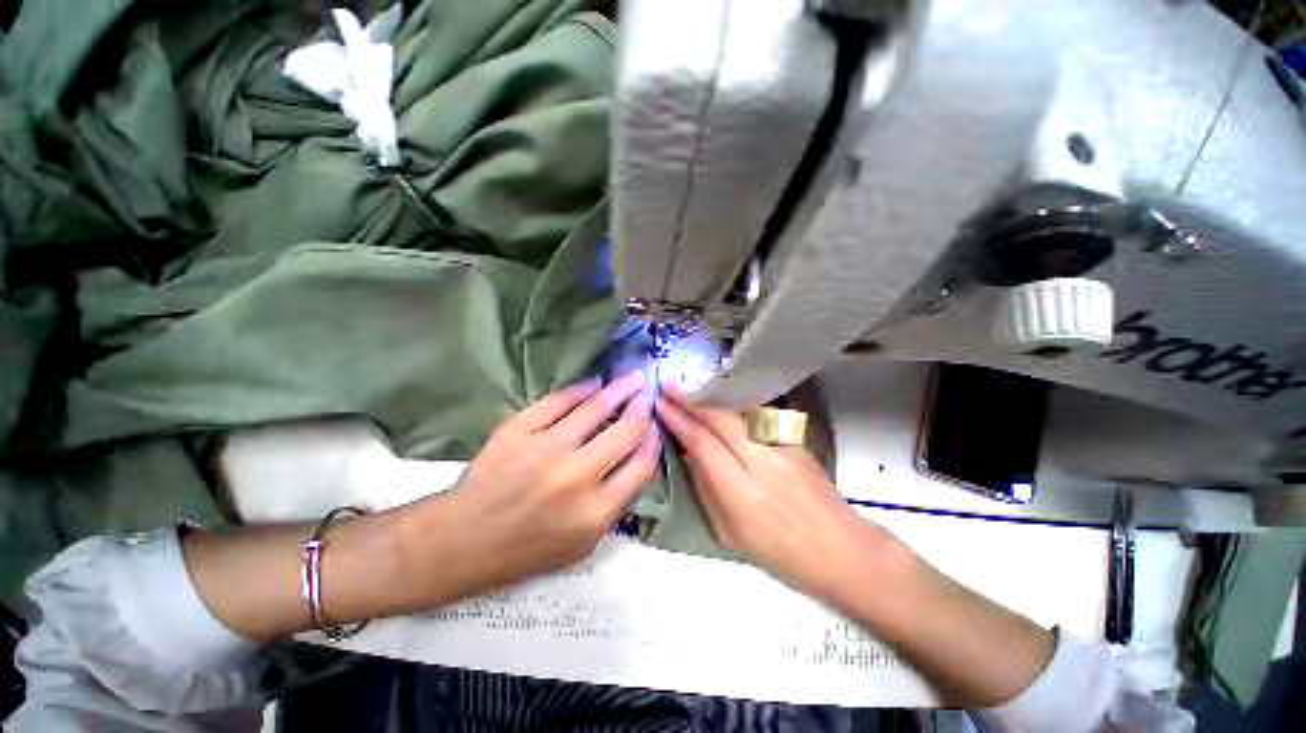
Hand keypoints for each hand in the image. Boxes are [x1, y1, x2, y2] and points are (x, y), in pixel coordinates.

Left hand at [401, 371, 659, 602]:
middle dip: (642, 408)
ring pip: (595, 408)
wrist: (463, 540)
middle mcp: (576, 477)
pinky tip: (593, 383)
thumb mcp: (583, 544)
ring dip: (619, 389)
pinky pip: (558, 401)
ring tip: (632, 378)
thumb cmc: (528, 548)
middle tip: (647, 394)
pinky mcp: (518, 431)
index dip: (654, 440)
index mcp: (595, 512)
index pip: (641, 465)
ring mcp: (545, 450)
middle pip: (625, 431)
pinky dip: (581, 389)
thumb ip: (616, 504)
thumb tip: (638, 457)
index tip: (654, 425)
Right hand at [655, 388, 887, 598]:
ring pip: (740, 411)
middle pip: (721, 418)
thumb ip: (706, 489)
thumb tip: (689, 454)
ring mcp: (784, 446)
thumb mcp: (730, 534)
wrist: (841, 549)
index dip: (679, 419)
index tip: (661, 403)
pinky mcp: (795, 439)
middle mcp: (764, 461)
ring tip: (689, 387)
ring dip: (711, 397)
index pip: (703, 443)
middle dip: (691, 398)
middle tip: (669, 385)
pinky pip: (756, 416)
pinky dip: (732, 406)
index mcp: (743, 493)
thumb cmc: (781, 554)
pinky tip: (720, 401)